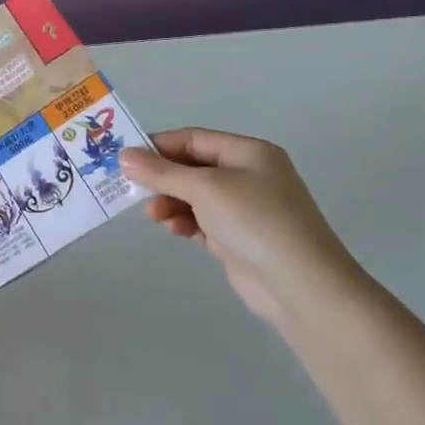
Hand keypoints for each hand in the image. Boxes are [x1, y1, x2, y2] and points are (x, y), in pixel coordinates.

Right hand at [121, 128, 369, 324]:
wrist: (300, 285)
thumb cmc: (254, 221)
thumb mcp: (205, 189)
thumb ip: (162, 172)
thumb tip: (125, 156)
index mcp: (248, 152)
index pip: (194, 139)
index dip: (158, 146)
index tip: (125, 159)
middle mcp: (248, 175)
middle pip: (192, 167)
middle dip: (162, 178)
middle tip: (133, 191)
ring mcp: (244, 208)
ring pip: (193, 196)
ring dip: (170, 202)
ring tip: (154, 216)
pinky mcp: (237, 237)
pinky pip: (201, 220)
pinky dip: (184, 221)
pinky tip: (174, 230)